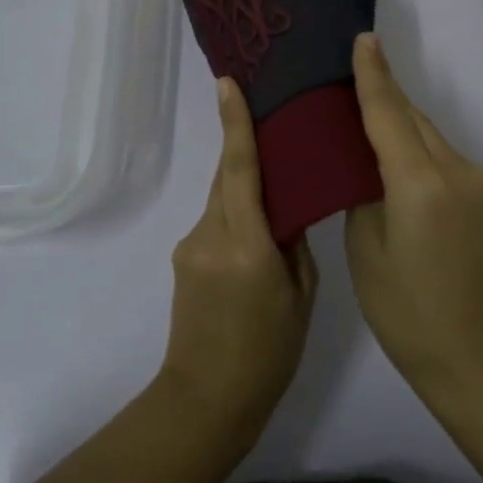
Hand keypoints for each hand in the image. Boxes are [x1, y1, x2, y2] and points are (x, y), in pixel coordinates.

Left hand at [162, 77, 317, 435]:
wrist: (207, 399)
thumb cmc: (268, 353)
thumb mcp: (300, 296)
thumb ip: (293, 244)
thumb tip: (286, 210)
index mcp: (244, 245)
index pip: (238, 169)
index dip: (234, 124)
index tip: (227, 84)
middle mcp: (209, 236)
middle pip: (226, 178)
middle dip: (244, 149)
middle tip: (272, 124)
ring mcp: (189, 248)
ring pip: (220, 201)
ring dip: (243, 190)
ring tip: (276, 190)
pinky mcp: (182, 261)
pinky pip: (213, 223)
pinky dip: (234, 216)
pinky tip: (255, 235)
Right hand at [345, 34, 482, 386]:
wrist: (473, 353)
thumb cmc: (404, 309)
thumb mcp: (365, 247)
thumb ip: (363, 190)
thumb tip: (363, 160)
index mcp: (419, 183)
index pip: (389, 114)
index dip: (373, 76)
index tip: (363, 38)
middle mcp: (456, 170)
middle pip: (413, 118)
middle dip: (384, 94)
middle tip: (348, 73)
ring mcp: (478, 182)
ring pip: (430, 135)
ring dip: (400, 121)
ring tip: (365, 112)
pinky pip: (443, 156)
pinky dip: (417, 147)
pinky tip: (395, 155)